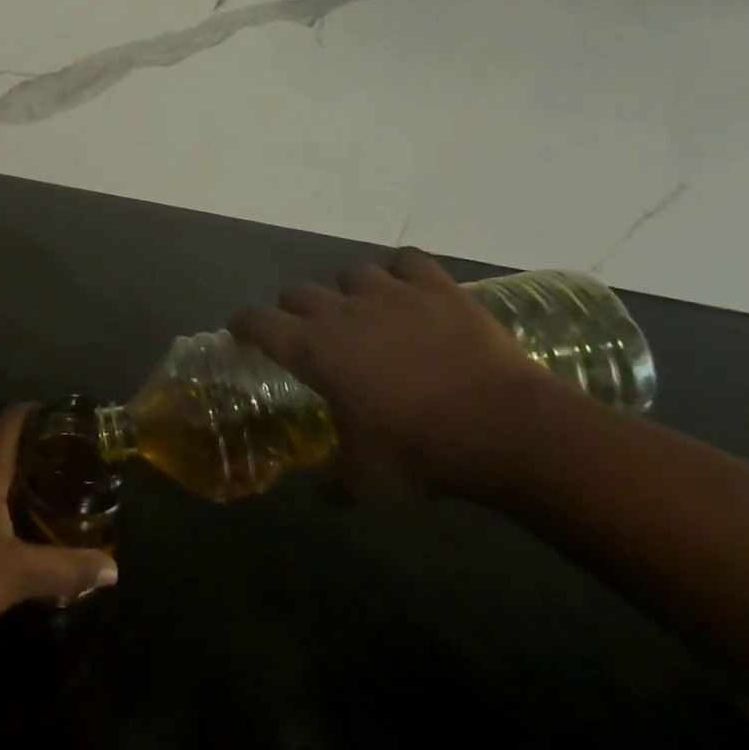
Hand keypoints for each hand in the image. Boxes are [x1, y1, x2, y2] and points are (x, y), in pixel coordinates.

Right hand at [229, 248, 553, 499]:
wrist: (506, 426)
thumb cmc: (422, 452)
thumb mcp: (367, 481)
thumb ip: (332, 481)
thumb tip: (318, 488)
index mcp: (312, 349)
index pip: (256, 322)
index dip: (244, 326)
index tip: (242, 333)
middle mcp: (339, 310)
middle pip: (296, 291)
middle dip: (295, 311)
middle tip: (312, 335)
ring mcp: (388, 291)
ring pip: (349, 272)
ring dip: (348, 291)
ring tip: (365, 312)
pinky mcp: (434, 285)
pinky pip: (406, 260)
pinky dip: (401, 271)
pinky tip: (408, 288)